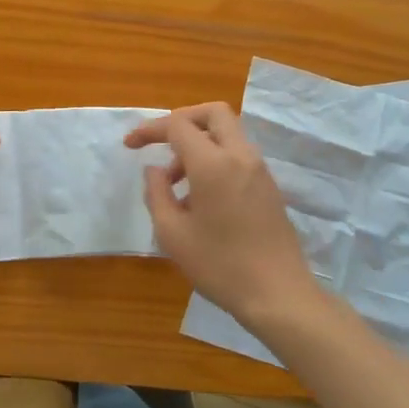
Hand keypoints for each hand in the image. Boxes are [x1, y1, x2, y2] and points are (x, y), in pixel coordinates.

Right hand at [125, 103, 321, 329]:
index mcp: (213, 163)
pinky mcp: (269, 187)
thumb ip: (157, 194)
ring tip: (176, 184)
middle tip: (162, 143)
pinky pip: (238, 156)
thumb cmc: (219, 265)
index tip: (130, 145)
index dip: (150, 129)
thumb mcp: (172, 234)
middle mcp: (240, 156)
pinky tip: (201, 198)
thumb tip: (155, 170)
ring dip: (199, 144)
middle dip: (182, 119)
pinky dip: (216, 159)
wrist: (278, 294)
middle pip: (213, 113)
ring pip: (228, 134)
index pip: (178, 125)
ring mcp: (260, 170)